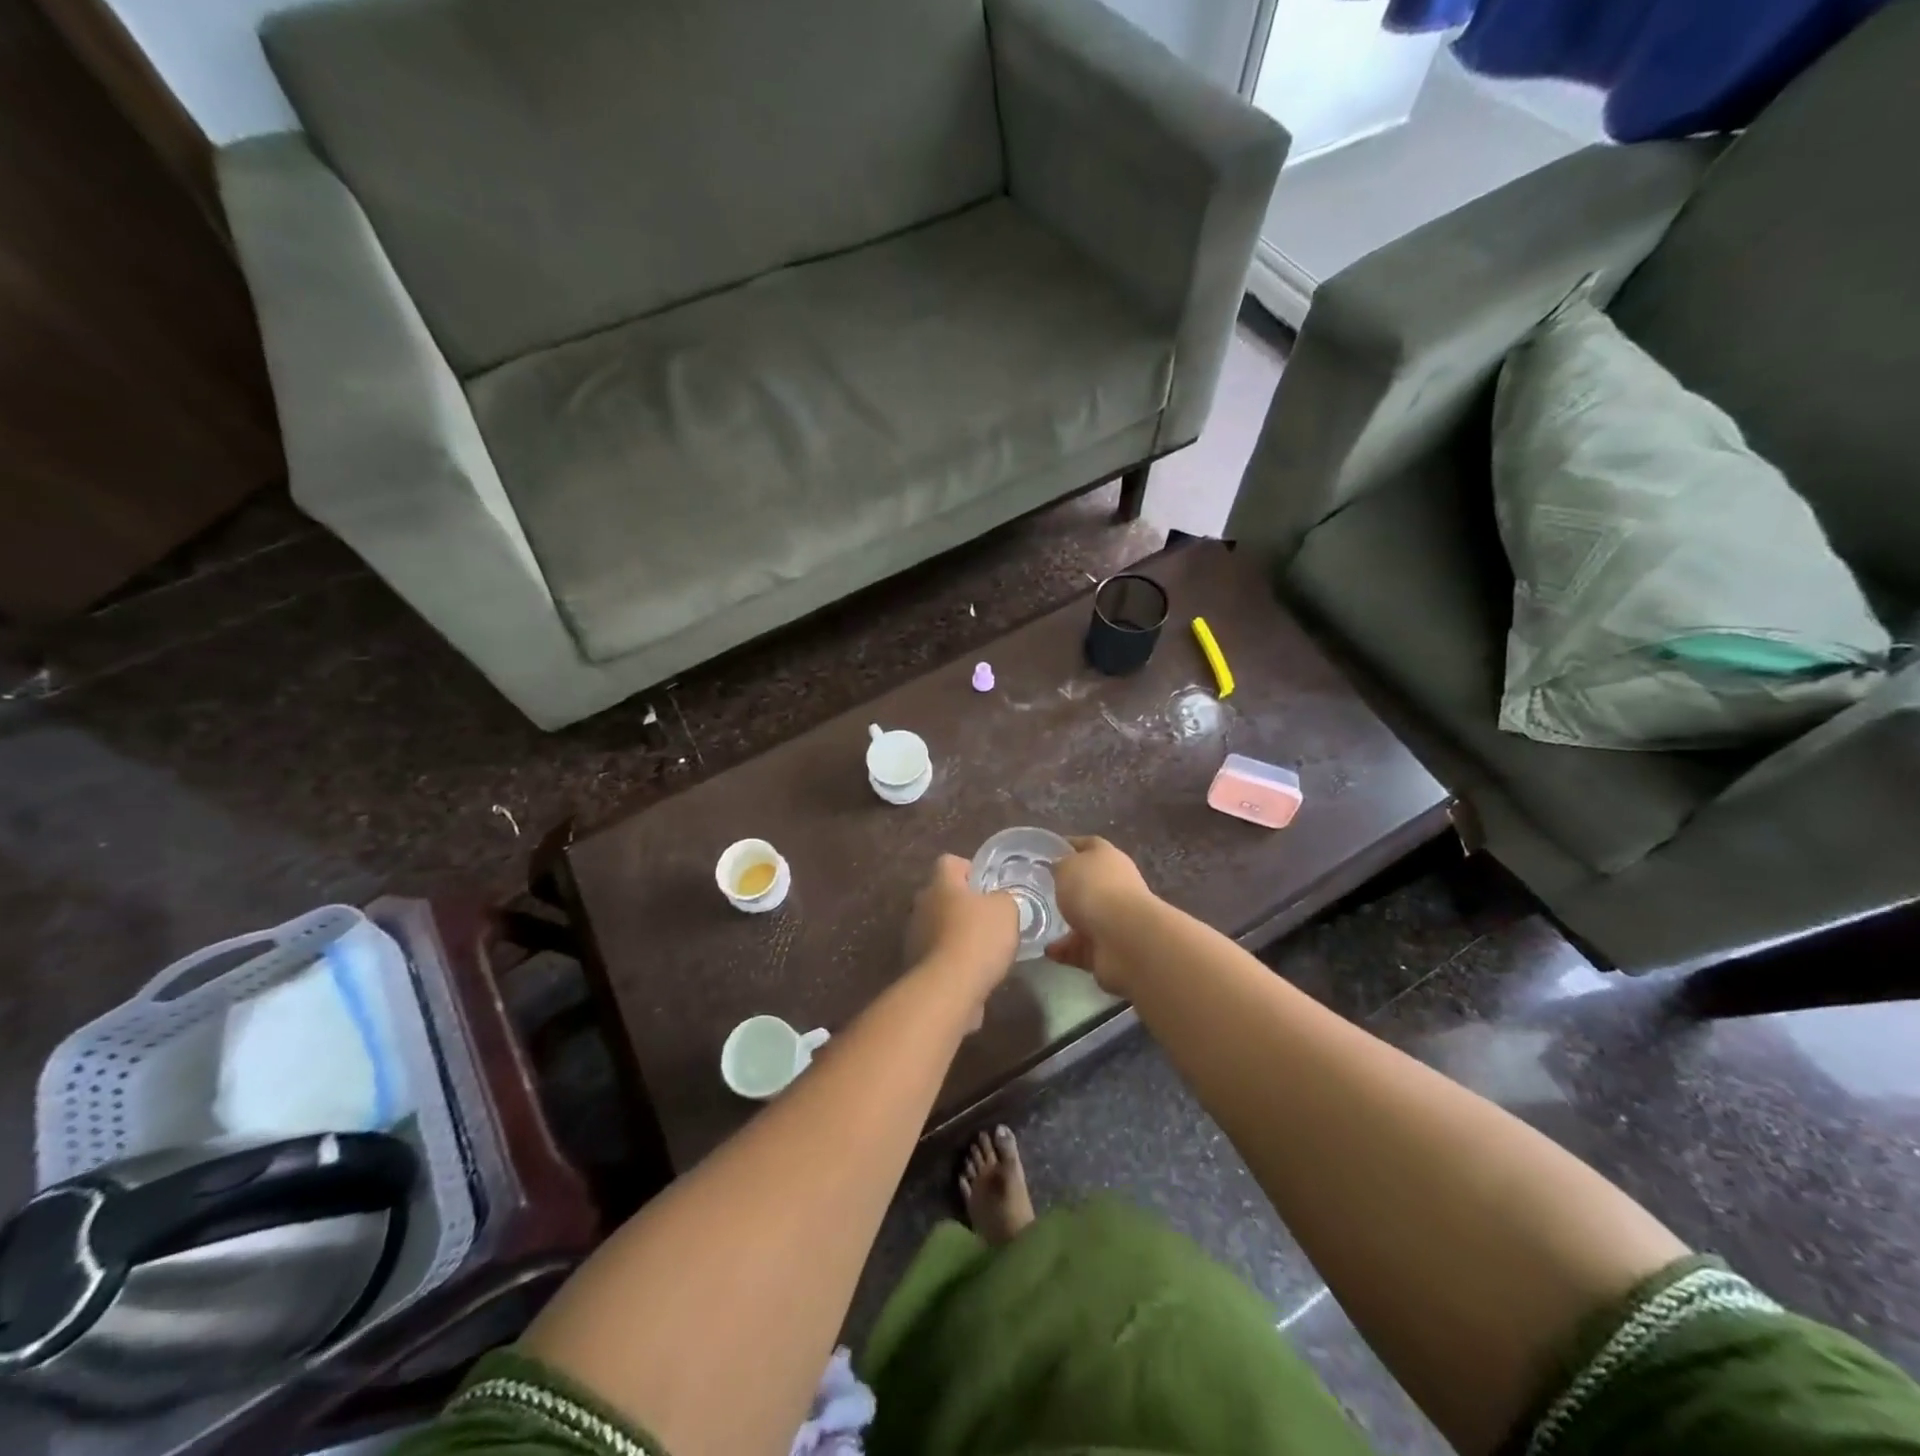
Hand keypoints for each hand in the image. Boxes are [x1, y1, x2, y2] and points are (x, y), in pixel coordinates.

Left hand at [905, 855, 1020, 999]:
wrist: (948, 989)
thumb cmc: (978, 938)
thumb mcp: (1006, 909)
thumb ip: (1003, 899)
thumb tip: (998, 901)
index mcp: (940, 883)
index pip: (950, 862)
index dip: (970, 869)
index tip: (989, 886)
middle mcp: (922, 905)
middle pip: (943, 895)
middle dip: (964, 904)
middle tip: (990, 918)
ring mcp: (915, 936)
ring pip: (940, 925)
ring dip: (958, 933)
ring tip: (985, 949)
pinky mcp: (916, 964)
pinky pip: (939, 953)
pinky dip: (954, 959)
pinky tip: (974, 971)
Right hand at [1046, 836, 1156, 994]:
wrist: (1123, 939)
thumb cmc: (1093, 890)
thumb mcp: (1066, 866)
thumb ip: (1060, 865)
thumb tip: (1059, 867)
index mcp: (1108, 857)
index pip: (1089, 845)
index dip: (1069, 846)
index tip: (1047, 852)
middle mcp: (1117, 885)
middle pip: (1090, 882)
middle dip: (1068, 888)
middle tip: (1040, 891)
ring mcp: (1116, 918)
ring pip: (1087, 917)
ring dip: (1066, 922)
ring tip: (1039, 924)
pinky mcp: (1111, 947)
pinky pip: (1083, 946)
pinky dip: (1067, 949)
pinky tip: (1049, 950)